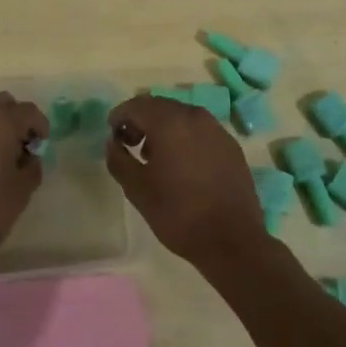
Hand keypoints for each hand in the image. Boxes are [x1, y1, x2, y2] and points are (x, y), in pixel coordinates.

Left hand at [0, 92, 46, 275]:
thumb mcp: (22, 189)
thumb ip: (32, 165)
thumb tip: (30, 157)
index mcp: (0, 122)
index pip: (28, 111)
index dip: (40, 125)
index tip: (43, 145)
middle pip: (3, 103)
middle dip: (16, 118)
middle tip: (24, 145)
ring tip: (3, 153)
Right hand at [106, 95, 268, 272]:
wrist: (233, 241)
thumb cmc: (178, 213)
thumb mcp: (137, 189)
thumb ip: (118, 159)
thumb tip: (113, 143)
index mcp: (169, 122)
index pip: (136, 105)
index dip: (119, 116)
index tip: (112, 135)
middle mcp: (194, 116)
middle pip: (159, 106)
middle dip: (141, 120)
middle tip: (130, 144)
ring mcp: (216, 129)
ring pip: (181, 116)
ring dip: (163, 128)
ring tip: (154, 156)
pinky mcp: (231, 145)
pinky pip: (200, 130)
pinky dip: (184, 137)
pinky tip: (182, 164)